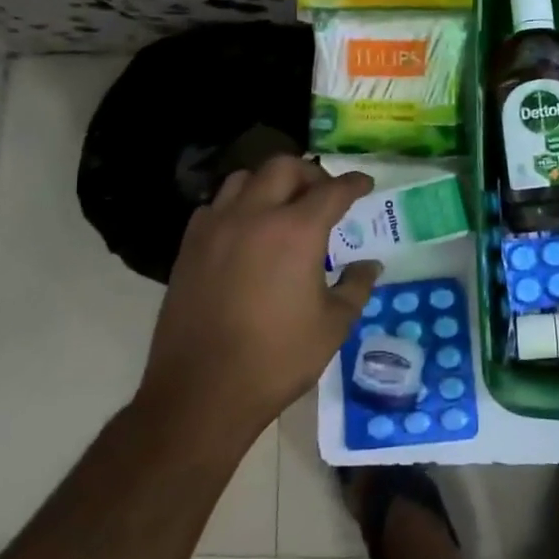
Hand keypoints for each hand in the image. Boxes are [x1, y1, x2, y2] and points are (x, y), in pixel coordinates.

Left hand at [138, 157, 382, 435]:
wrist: (201, 391)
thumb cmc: (277, 359)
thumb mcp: (333, 326)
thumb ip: (355, 287)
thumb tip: (369, 265)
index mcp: (296, 231)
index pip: (333, 190)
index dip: (354, 183)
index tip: (365, 184)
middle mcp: (254, 216)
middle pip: (284, 167)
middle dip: (310, 173)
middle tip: (324, 193)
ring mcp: (216, 228)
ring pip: (243, 179)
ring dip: (269, 183)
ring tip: (283, 206)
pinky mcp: (189, 247)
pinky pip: (215, 206)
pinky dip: (237, 206)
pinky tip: (246, 231)